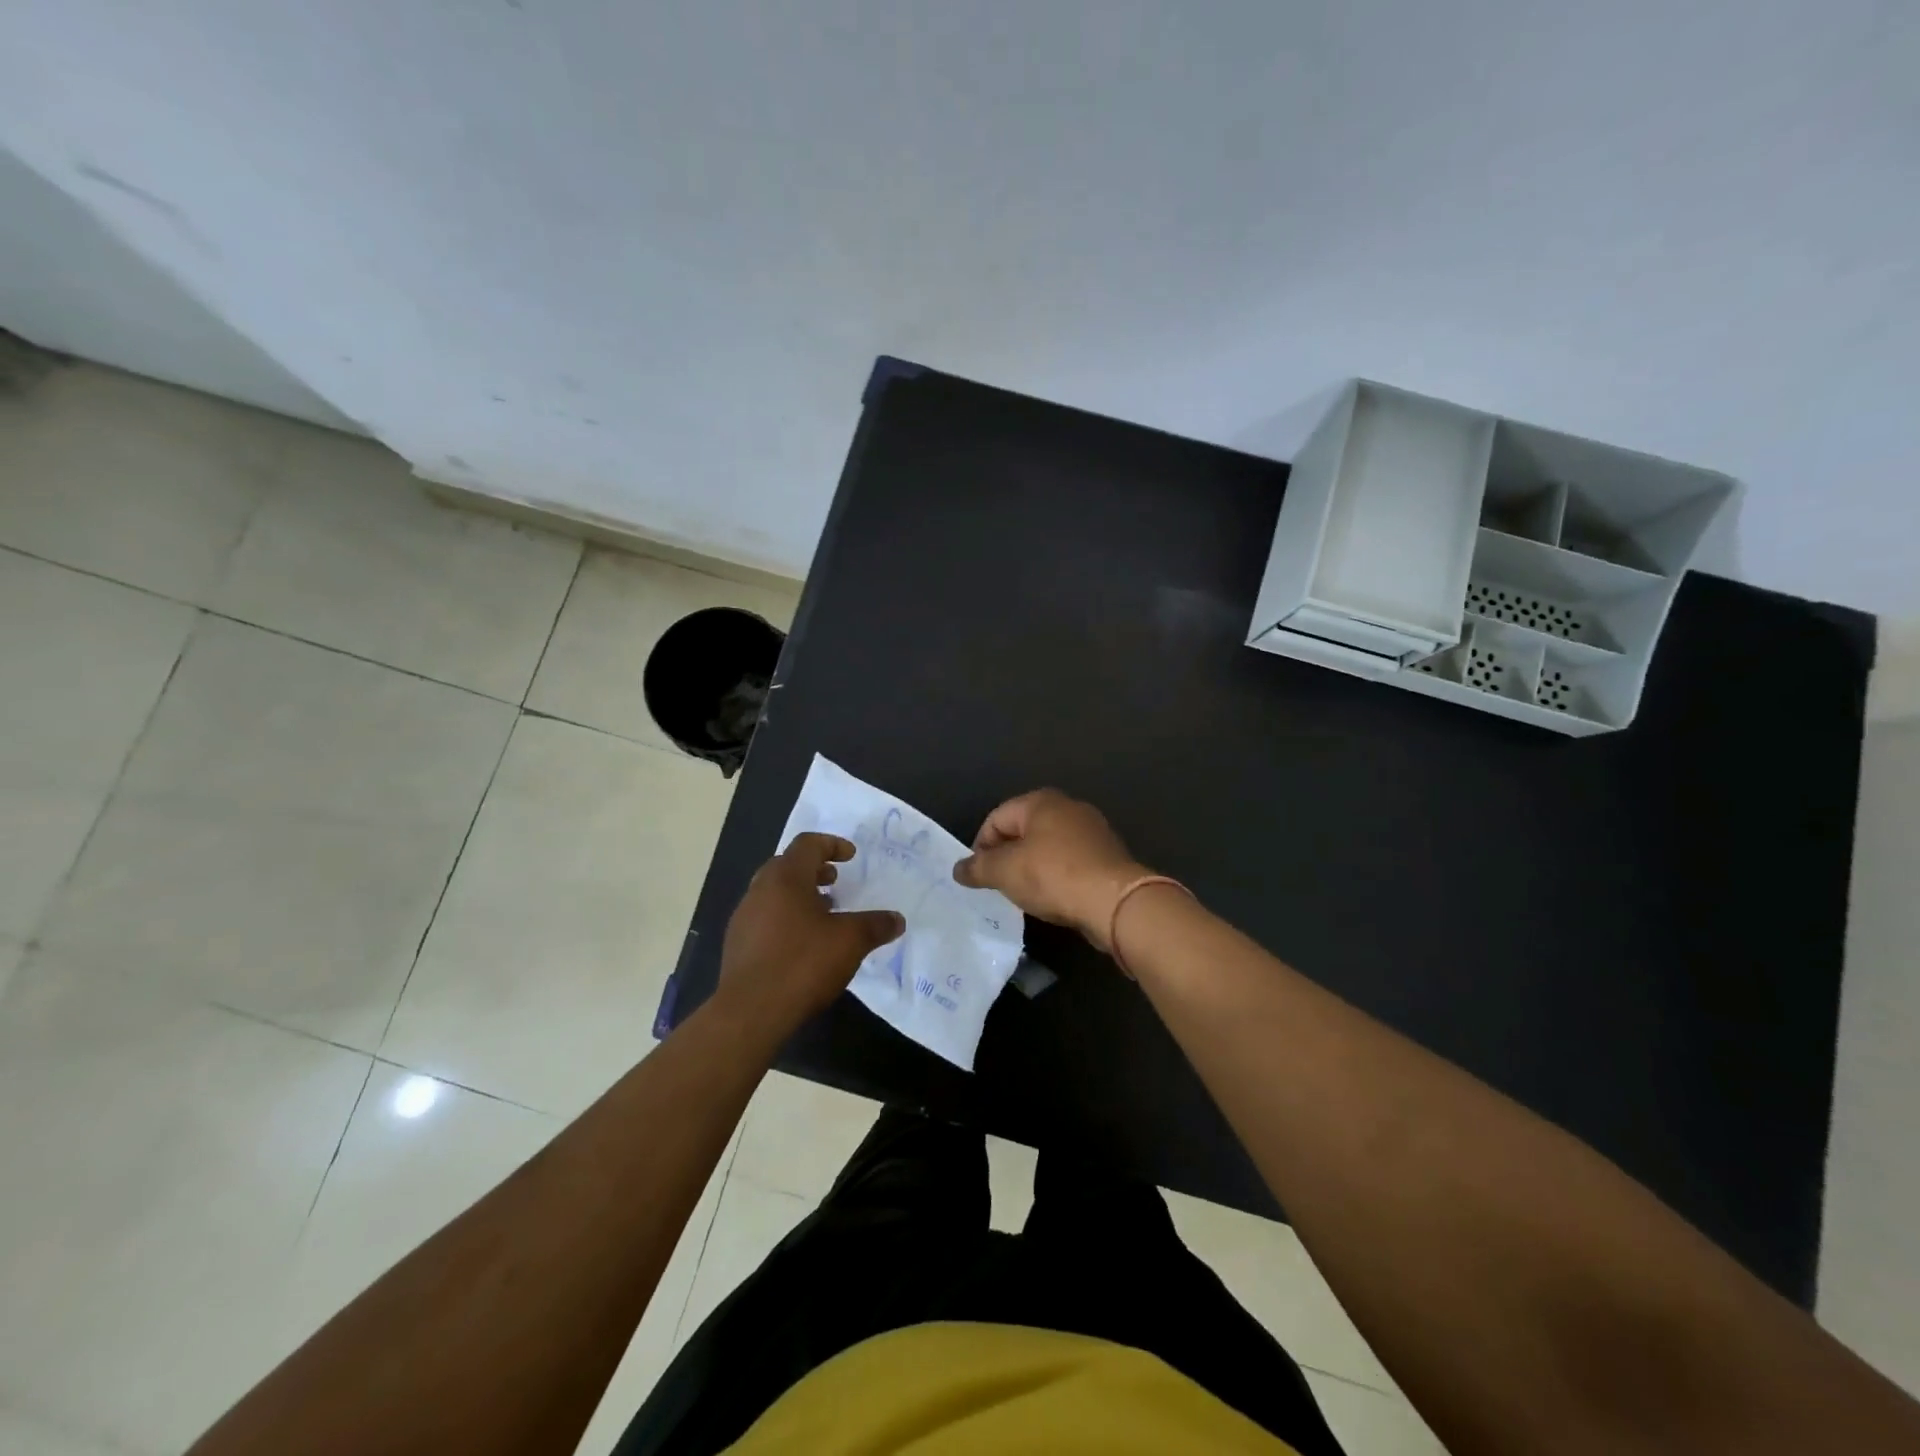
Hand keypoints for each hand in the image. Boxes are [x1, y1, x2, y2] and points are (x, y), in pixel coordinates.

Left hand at [716, 833, 904, 1036]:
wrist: (750, 1013)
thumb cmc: (802, 964)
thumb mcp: (850, 942)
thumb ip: (875, 925)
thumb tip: (897, 919)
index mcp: (785, 878)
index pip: (807, 844)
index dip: (831, 844)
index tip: (851, 856)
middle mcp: (759, 890)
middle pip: (787, 866)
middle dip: (814, 869)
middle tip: (835, 882)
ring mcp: (744, 918)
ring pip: (774, 893)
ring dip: (799, 896)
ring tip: (824, 914)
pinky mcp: (737, 945)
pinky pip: (765, 918)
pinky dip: (786, 918)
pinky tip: (803, 944)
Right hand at [952, 789, 1148, 951]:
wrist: (1115, 901)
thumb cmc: (1053, 876)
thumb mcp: (1005, 872)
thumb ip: (978, 868)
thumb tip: (958, 869)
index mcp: (1041, 801)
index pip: (996, 817)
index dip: (981, 846)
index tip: (978, 875)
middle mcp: (1068, 807)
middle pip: (1023, 830)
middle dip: (1006, 857)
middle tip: (998, 884)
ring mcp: (1092, 830)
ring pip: (1047, 846)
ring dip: (1031, 868)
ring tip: (1024, 894)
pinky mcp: (1107, 855)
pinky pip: (1070, 862)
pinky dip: (1056, 876)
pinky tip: (1053, 898)